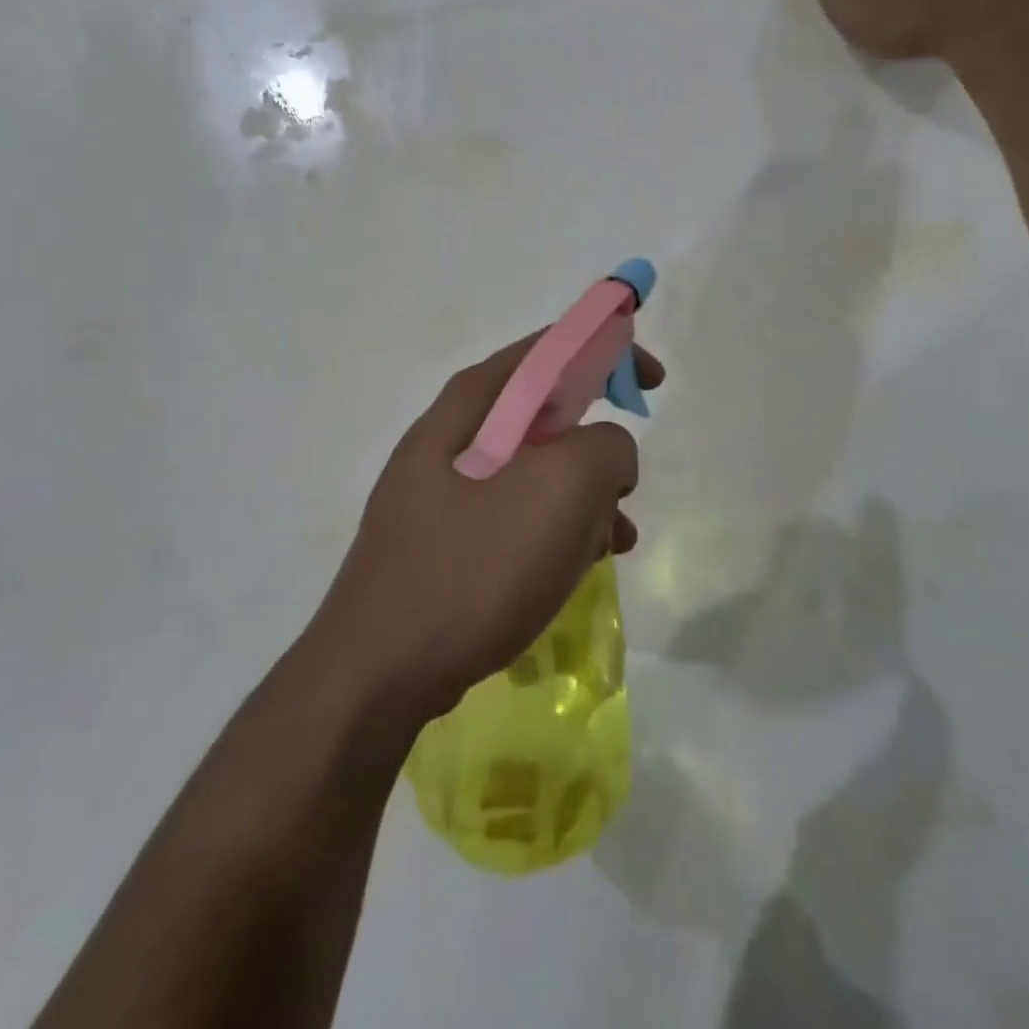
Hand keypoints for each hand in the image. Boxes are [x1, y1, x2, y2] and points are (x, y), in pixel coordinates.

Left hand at [315, 333, 662, 723]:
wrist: (376, 677)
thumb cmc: (471, 569)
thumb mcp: (559, 491)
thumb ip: (605, 448)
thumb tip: (607, 454)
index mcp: (470, 407)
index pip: (548, 350)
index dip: (607, 351)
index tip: (652, 383)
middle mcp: (451, 439)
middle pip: (543, 414)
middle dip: (597, 441)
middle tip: (626, 479)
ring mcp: (443, 494)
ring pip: (535, 472)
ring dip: (584, 496)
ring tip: (615, 538)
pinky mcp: (446, 543)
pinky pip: (517, 517)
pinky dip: (556, 530)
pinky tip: (579, 567)